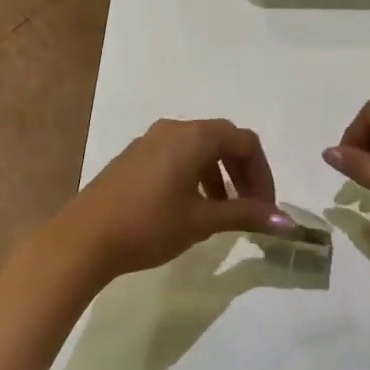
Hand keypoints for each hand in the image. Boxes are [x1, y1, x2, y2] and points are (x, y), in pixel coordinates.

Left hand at [43, 118, 294, 285]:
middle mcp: (173, 130)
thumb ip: (245, 214)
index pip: (245, 142)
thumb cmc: (150, 225)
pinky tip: (191, 207)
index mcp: (194, 137)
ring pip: (199, 149)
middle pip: (223, 140)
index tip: (266, 208)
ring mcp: (150, 141)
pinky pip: (177, 156)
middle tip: (252, 207)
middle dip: (244, 172)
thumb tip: (286, 222)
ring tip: (224, 211)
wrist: (83, 239)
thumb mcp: (202, 220)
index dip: (263, 174)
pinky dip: (196, 175)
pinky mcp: (134, 158)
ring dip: (220, 175)